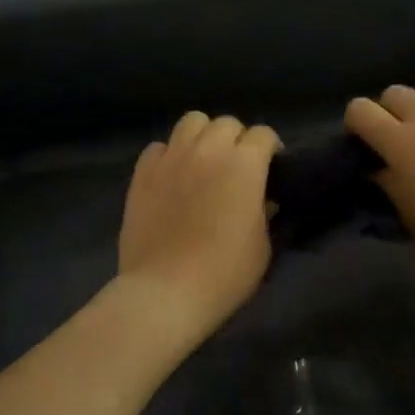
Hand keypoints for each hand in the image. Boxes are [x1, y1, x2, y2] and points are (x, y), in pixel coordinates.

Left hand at [118, 111, 280, 339]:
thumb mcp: (262, 246)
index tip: (272, 168)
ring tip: (204, 160)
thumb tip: (263, 199)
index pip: (264, 135)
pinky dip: (170, 155)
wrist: (166, 291)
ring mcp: (172, 158)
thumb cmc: (225, 273)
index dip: (271, 149)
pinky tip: (172, 176)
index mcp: (245, 164)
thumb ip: (265, 212)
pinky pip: (159, 147)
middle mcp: (209, 150)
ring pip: (192, 122)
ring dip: (204, 136)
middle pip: (228, 123)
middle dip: (238, 139)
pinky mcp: (143, 172)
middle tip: (237, 167)